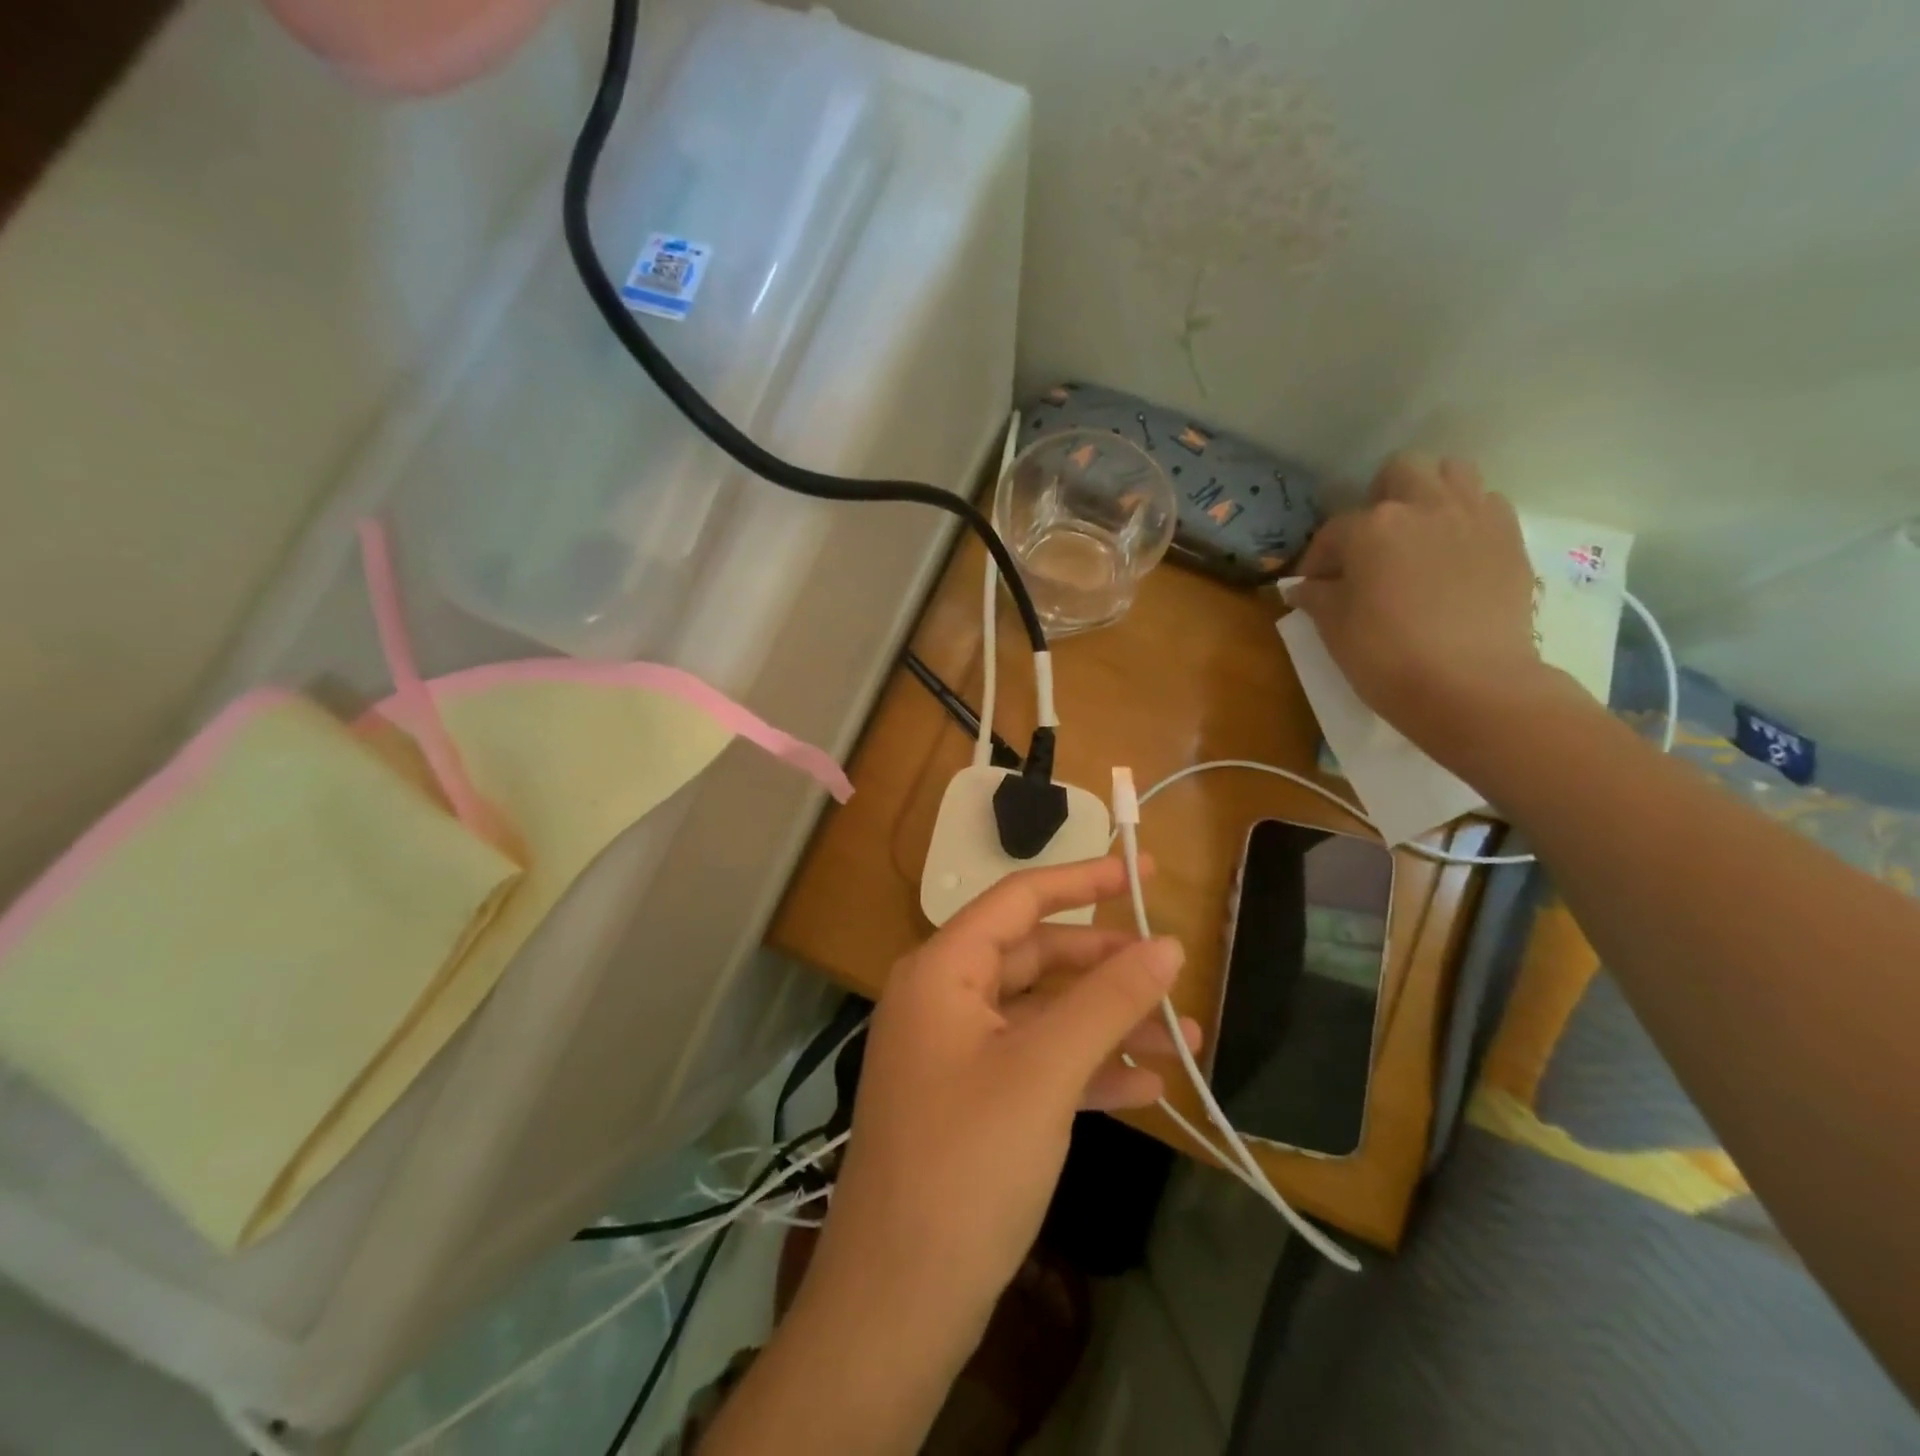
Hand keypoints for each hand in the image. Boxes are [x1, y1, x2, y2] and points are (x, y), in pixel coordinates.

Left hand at [796, 857, 1196, 1372]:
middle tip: (1173, 972)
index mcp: (943, 970)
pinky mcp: (971, 1102)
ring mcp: (956, 1053)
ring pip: (1043, 1016)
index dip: (1084, 879)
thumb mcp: (1044, 1072)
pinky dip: (1087, 1068)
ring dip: (1108, 1023)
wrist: (899, 1302)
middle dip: (1107, 968)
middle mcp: (944, 999)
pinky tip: (1146, 1087)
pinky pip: (1036, 1064)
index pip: (1020, 899)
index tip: (1144, 872)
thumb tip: (1167, 946)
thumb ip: (1107, 1001)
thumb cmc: (966, 1164)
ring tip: (1186, 1040)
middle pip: (1036, 958)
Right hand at [1292, 453, 1576, 762]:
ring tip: (1419, 534)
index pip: (1333, 532)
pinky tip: (1456, 552)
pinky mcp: (1509, 537)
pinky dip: (1467, 517)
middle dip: (1381, 499)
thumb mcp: (1334, 629)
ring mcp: (1472, 517)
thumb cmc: (1386, 656)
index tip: (1315, 588)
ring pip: (1452, 472)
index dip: (1318, 560)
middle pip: (1400, 473)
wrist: (1471, 685)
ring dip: (1429, 494)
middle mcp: (1423, 507)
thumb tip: (1302, 587)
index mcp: (1371, 528)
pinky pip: (1487, 503)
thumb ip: (1316, 597)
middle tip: (1372, 543)